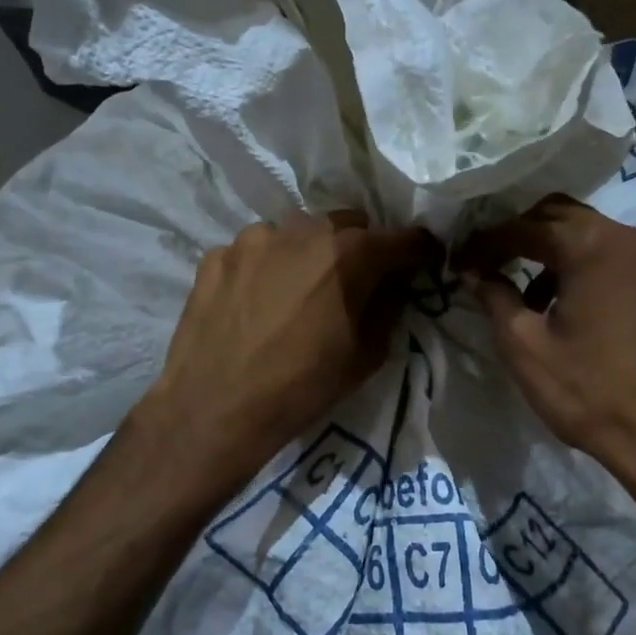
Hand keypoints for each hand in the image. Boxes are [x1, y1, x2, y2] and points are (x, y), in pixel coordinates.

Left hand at [139, 210, 436, 487]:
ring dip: (309, 253)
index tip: (422, 262)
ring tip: (297, 292)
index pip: (403, 238)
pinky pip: (256, 251)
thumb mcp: (366, 356)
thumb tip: (393, 285)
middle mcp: (304, 230)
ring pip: (298, 232)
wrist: (213, 409)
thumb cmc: (301, 387)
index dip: (419, 251)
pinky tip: (256, 302)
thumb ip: (388, 307)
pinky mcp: (217, 253)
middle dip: (361, 248)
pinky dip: (266, 268)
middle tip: (354, 282)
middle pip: (349, 225)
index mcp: (350, 254)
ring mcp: (254, 237)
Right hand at [457, 195, 635, 492]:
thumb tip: (472, 271)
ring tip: (520, 293)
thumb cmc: (587, 390)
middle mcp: (624, 238)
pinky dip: (576, 265)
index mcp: (591, 245)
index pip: (524, 227)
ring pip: (584, 233)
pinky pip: (607, 256)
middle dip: (517, 234)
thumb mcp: (524, 345)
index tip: (457, 261)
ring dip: (547, 251)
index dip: (484, 243)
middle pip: (557, 215)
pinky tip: (559, 306)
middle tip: (486, 263)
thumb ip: (493, 296)